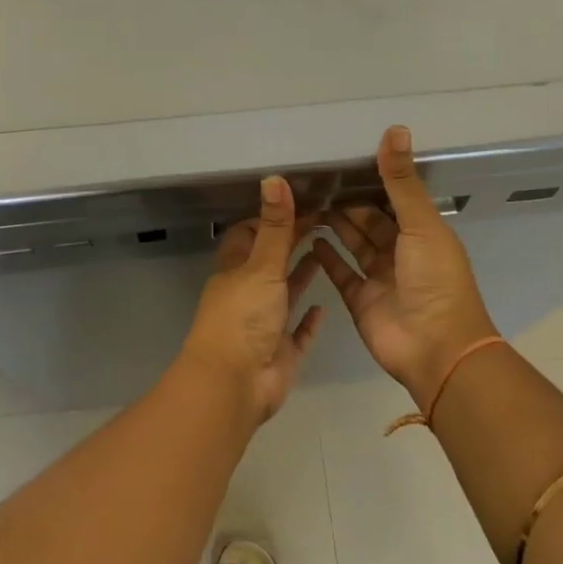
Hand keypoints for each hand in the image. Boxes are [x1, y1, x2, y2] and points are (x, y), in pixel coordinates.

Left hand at [179, 176, 324, 421]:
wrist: (234, 385)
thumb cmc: (243, 317)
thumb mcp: (262, 265)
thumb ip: (275, 226)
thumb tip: (274, 178)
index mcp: (235, 271)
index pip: (249, 235)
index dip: (270, 218)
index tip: (300, 202)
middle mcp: (248, 295)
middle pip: (270, 261)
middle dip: (291, 242)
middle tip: (324, 220)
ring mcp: (264, 325)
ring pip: (284, 294)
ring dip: (301, 275)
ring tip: (328, 251)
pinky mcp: (281, 353)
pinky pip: (298, 333)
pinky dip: (309, 320)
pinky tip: (325, 307)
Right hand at [313, 126, 499, 411]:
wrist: (435, 348)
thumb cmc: (434, 280)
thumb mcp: (421, 224)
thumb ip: (402, 181)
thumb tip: (396, 129)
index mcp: (423, 233)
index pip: (394, 199)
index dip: (373, 181)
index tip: (342, 161)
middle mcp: (401, 253)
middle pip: (370, 221)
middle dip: (348, 203)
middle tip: (315, 181)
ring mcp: (380, 278)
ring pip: (354, 244)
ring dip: (335, 225)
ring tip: (306, 203)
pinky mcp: (360, 300)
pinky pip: (340, 272)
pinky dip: (326, 257)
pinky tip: (306, 238)